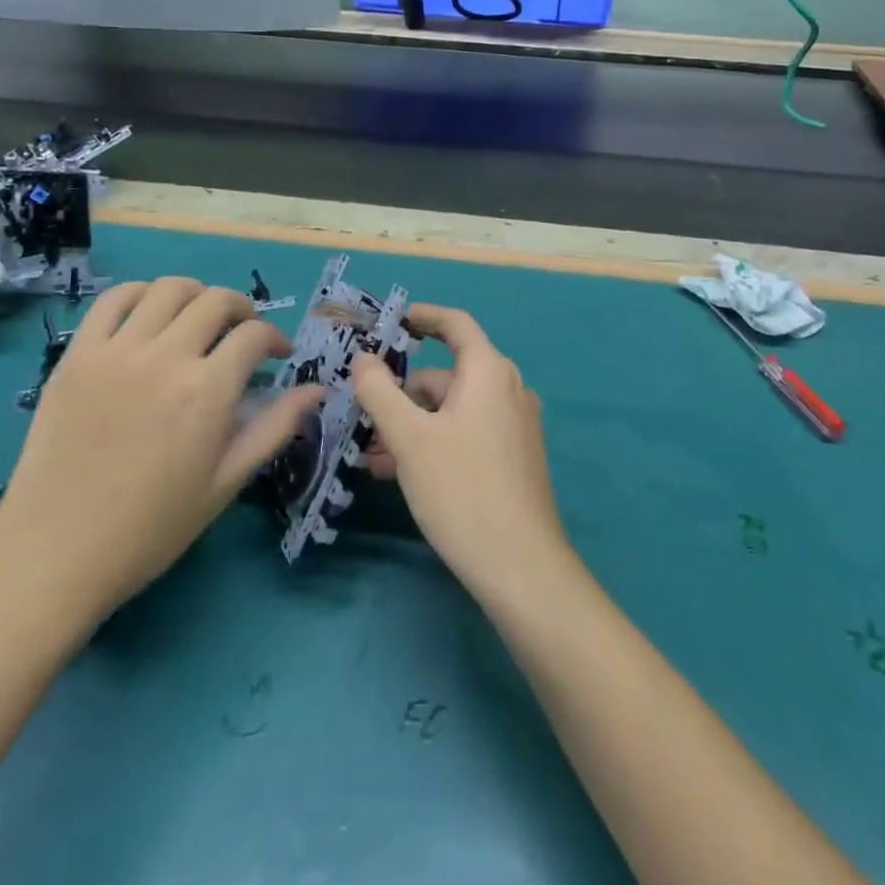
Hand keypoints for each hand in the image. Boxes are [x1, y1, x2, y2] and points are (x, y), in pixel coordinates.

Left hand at [0, 278, 324, 645]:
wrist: (55, 554)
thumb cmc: (152, 527)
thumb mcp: (226, 483)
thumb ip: (274, 428)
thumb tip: (317, 390)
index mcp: (208, 391)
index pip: (254, 335)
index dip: (275, 338)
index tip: (278, 355)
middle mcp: (165, 357)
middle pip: (216, 300)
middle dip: (242, 310)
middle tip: (243, 333)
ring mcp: (116, 351)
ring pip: (167, 289)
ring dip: (195, 295)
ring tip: (198, 319)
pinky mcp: (76, 355)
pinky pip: (112, 300)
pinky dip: (140, 294)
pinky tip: (149, 315)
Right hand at [351, 305, 570, 597]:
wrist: (521, 568)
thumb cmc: (461, 489)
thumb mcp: (409, 437)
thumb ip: (379, 390)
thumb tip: (364, 358)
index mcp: (489, 371)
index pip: (455, 324)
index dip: (421, 316)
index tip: (389, 322)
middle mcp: (508, 390)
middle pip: (447, 375)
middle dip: (402, 393)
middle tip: (362, 417)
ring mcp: (514, 426)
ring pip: (452, 410)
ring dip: (412, 425)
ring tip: (373, 456)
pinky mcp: (514, 458)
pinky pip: (466, 434)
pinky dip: (433, 443)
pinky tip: (401, 473)